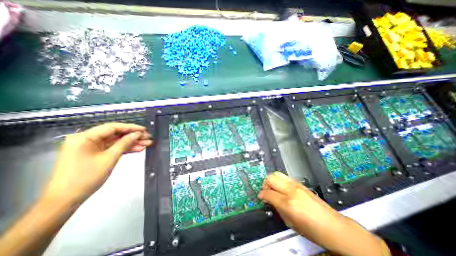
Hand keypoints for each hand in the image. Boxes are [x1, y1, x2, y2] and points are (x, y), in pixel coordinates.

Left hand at [43, 122, 151, 205]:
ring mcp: (92, 147)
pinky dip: (125, 149)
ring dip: (132, 143)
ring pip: (116, 141)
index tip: (144, 130)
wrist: (66, 200)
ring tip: (147, 144)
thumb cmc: (86, 177)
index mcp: (85, 137)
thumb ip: (124, 143)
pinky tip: (138, 149)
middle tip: (148, 137)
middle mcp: (87, 139)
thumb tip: (137, 134)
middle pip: (116, 134)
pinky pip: (113, 148)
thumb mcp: (110, 158)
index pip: (113, 127)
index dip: (130, 127)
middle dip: (133, 136)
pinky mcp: (95, 154)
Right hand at [258, 171, 389, 255]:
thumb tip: (269, 200)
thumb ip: (277, 208)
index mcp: (288, 204)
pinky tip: (282, 188)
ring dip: (272, 180)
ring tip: (273, 188)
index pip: (268, 193)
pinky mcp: (301, 184)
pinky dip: (280, 180)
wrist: (334, 227)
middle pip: (271, 178)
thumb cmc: (315, 231)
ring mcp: (297, 186)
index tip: (261, 196)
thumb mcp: (290, 223)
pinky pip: (285, 177)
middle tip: (266, 191)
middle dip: (265, 184)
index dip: (262, 195)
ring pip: (277, 174)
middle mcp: (291, 191)